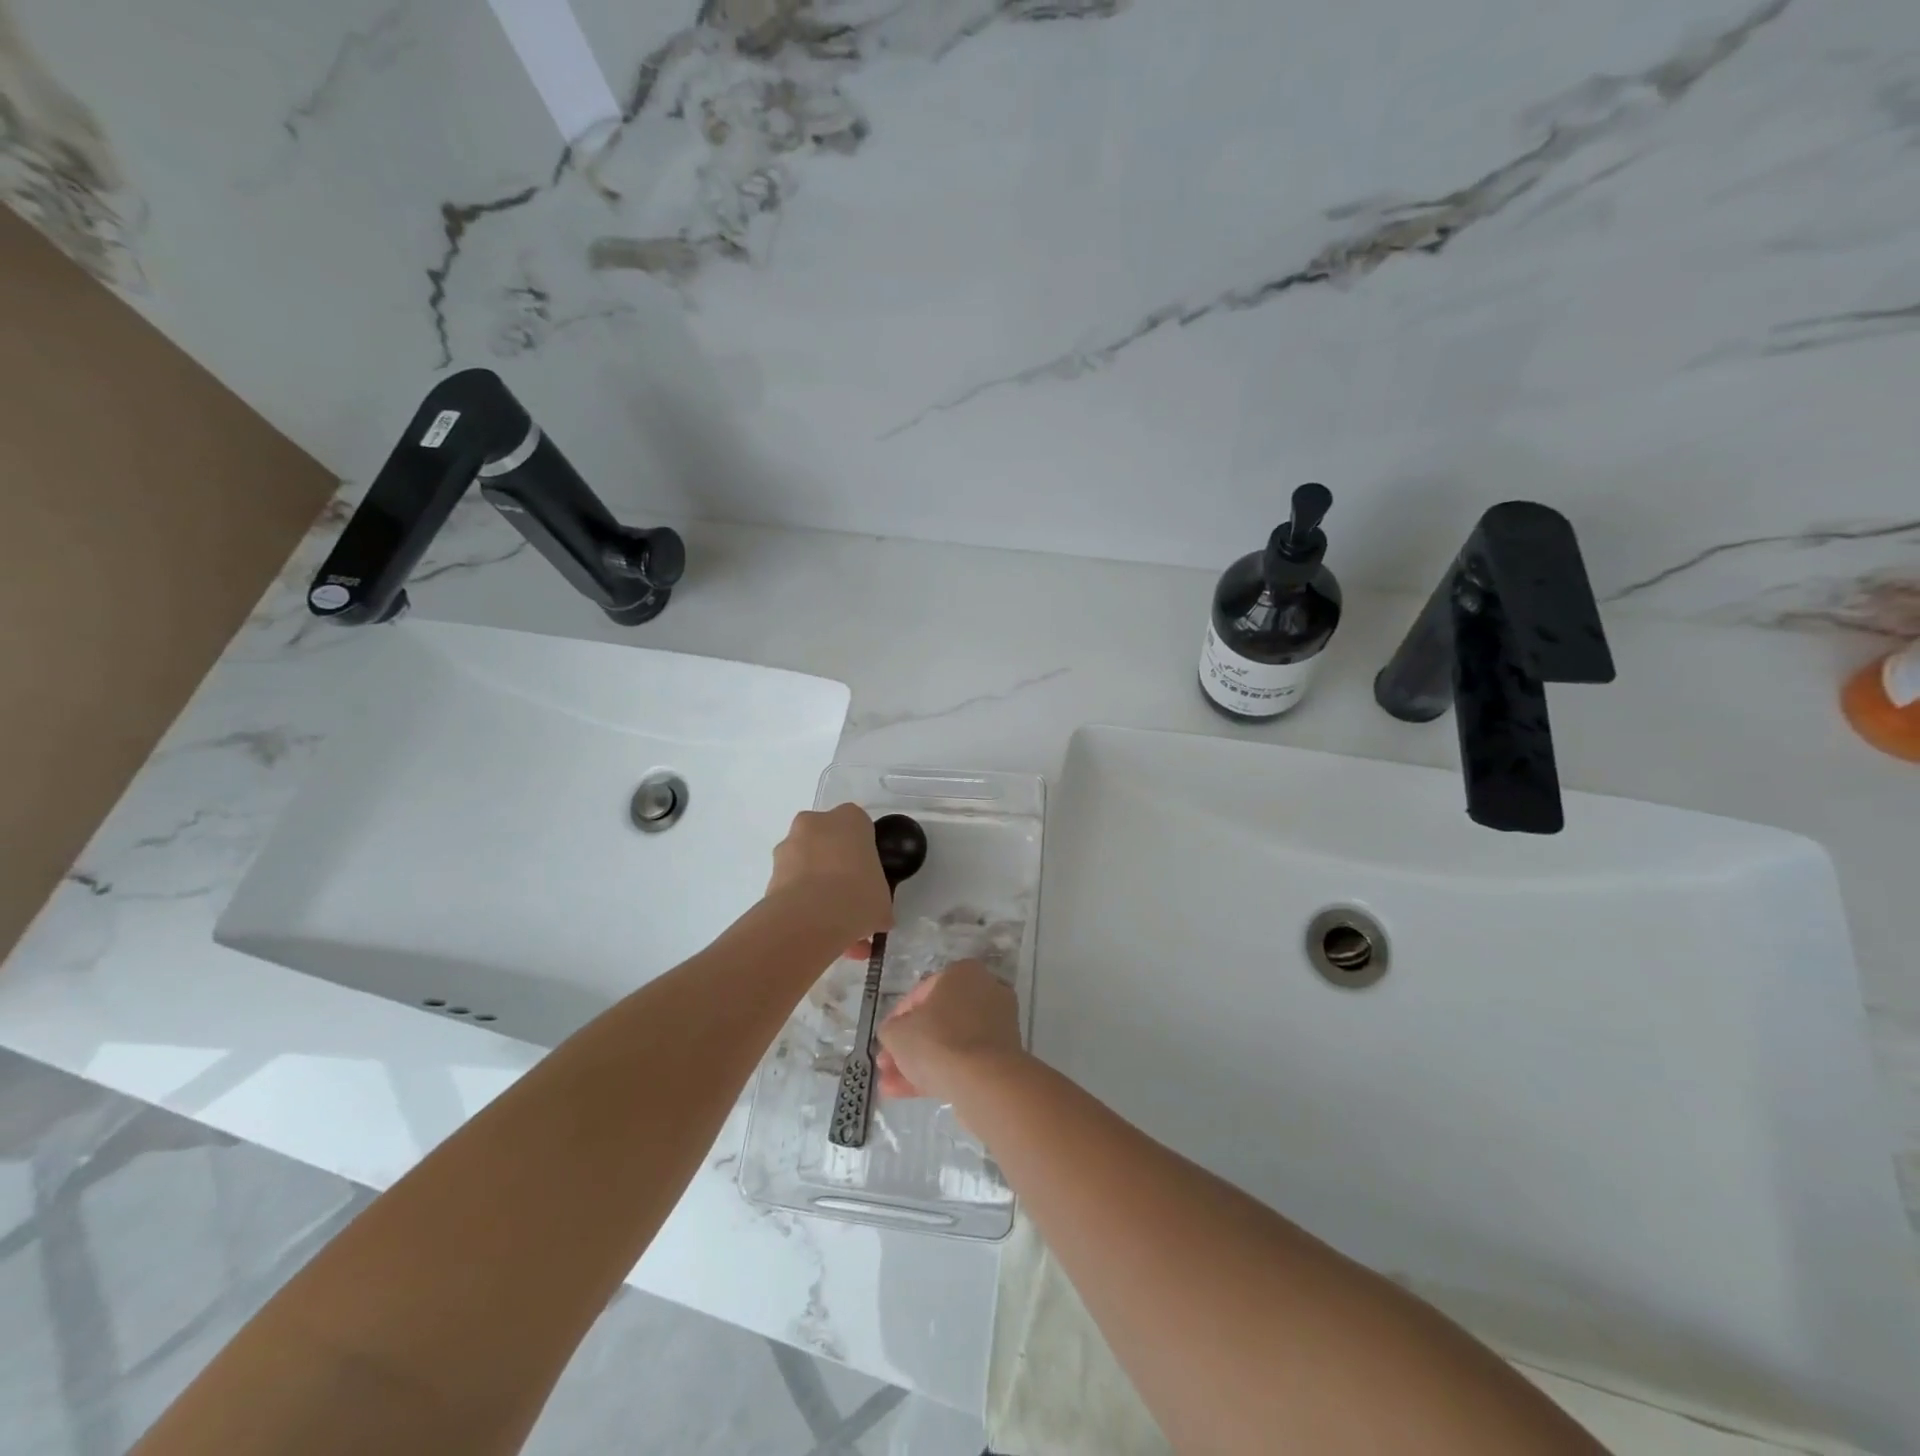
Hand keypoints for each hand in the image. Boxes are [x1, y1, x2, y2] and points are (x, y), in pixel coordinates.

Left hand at [767, 804, 893, 957]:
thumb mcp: (883, 899)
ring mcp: (788, 846)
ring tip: (829, 921)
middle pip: (827, 841)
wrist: (810, 919)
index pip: (860, 827)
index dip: (863, 853)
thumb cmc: (858, 896)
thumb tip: (875, 914)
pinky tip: (813, 928)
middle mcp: (815, 823)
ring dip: (815, 885)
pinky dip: (800, 902)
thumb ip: (878, 898)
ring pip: (806, 863)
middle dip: (835, 865)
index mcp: (850, 819)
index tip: (867, 876)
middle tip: (848, 897)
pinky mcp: (769, 873)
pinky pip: (791, 885)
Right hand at [876, 960, 1024, 1100]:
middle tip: (887, 1064)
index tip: (886, 1038)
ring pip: (949, 1044)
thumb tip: (896, 1033)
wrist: (983, 1082)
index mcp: (963, 973)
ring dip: (919, 1063)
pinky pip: (964, 1061)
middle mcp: (985, 992)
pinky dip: (938, 1073)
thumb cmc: (937, 1041)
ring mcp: (997, 1026)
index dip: (898, 1017)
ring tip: (891, 1085)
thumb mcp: (897, 1031)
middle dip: (908, 1045)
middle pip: (937, 1020)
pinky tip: (908, 1093)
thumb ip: (891, 1028)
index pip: (922, 992)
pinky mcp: (1002, 1057)